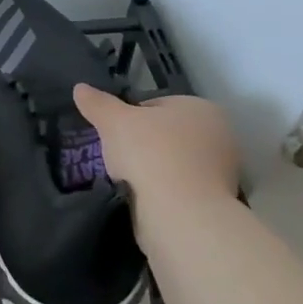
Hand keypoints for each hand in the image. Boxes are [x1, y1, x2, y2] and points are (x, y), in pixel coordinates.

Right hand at [72, 85, 240, 206]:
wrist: (181, 214)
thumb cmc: (150, 154)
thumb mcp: (113, 121)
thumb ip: (97, 103)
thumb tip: (80, 88)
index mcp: (202, 108)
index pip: (157, 105)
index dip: (130, 118)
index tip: (114, 134)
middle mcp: (220, 136)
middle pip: (167, 135)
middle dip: (143, 146)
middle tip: (119, 158)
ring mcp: (222, 172)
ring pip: (173, 164)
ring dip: (152, 171)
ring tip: (129, 182)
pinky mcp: (217, 204)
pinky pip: (179, 191)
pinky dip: (162, 194)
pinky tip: (144, 201)